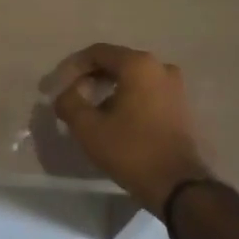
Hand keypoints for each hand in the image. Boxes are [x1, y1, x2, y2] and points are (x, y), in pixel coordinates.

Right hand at [44, 43, 212, 217]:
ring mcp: (175, 86)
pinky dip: (127, 99)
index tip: (58, 87)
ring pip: (132, 79)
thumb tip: (65, 94)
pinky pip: (146, 92)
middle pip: (116, 63)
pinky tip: (114, 119)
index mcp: (138, 64)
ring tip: (90, 111)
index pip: (97, 53)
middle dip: (90, 78)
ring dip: (108, 90)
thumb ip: (69, 102)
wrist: (178, 186)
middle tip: (72, 97)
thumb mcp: (88, 127)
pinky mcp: (180, 106)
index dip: (72, 67)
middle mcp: (160, 67)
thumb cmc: (131, 150)